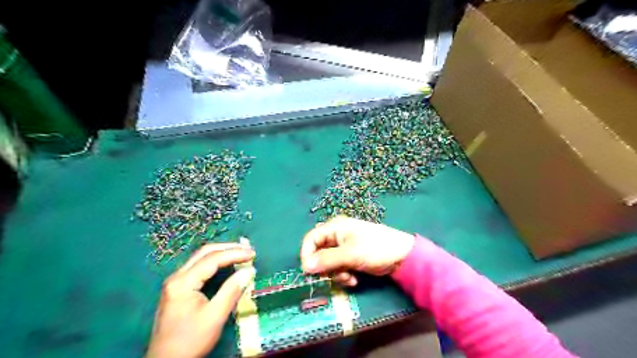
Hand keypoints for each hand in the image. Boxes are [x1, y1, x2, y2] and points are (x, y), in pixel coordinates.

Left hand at [149, 242, 255, 356]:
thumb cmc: (190, 341)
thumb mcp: (214, 317)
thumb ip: (232, 290)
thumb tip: (249, 270)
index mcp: (182, 282)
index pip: (212, 259)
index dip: (234, 253)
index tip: (252, 254)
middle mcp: (176, 277)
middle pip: (204, 252)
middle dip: (228, 248)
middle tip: (248, 249)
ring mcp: (175, 282)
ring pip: (201, 257)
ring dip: (222, 252)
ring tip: (241, 252)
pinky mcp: (178, 288)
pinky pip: (198, 266)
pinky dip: (215, 261)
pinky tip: (226, 263)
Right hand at [302, 215, 416, 285]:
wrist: (402, 256)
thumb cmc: (376, 249)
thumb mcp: (350, 255)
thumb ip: (327, 260)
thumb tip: (305, 267)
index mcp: (335, 227)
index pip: (311, 239)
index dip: (307, 254)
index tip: (309, 272)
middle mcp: (336, 235)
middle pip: (318, 252)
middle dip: (325, 268)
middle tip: (333, 277)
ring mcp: (344, 247)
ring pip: (328, 263)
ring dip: (335, 274)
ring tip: (348, 278)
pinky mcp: (351, 257)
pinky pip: (338, 267)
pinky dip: (343, 275)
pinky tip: (354, 280)